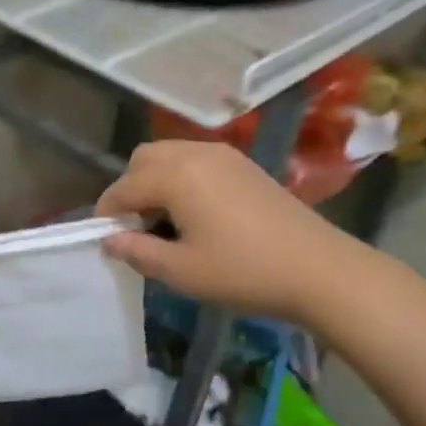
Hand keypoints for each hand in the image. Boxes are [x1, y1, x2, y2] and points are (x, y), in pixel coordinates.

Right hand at [96, 141, 339, 322]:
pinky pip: (197, 161)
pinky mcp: (244, 165)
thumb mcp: (181, 270)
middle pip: (144, 159)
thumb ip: (137, 251)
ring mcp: (224, 156)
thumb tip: (109, 240)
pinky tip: (196, 215)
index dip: (107, 213)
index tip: (105, 240)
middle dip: (131, 189)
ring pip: (171, 155)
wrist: (320, 270)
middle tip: (138, 229)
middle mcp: (195, 153)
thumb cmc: (244, 271)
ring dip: (156, 182)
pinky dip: (182, 179)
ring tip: (166, 224)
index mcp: (175, 175)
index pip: (123, 187)